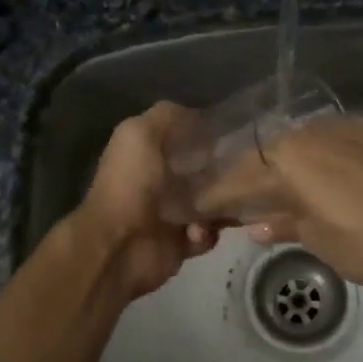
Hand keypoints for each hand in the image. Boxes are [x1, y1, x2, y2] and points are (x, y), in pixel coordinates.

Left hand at [73, 103, 221, 300]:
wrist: (120, 245)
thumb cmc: (130, 184)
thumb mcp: (141, 132)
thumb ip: (167, 116)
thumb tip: (199, 116)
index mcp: (146, 154)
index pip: (184, 138)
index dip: (206, 135)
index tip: (232, 134)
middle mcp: (158, 182)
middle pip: (202, 171)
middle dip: (222, 170)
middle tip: (242, 171)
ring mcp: (170, 214)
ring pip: (211, 203)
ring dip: (221, 204)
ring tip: (225, 204)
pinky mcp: (180, 244)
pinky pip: (208, 234)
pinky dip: (208, 233)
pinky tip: (198, 231)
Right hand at [195, 118, 362, 289]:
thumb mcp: (320, 242)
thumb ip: (285, 225)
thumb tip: (259, 225)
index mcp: (288, 160)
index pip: (239, 178)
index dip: (218, 195)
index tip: (201, 207)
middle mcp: (311, 133)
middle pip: (269, 154)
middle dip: (253, 176)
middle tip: (244, 198)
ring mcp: (347, 127)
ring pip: (304, 142)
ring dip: (290, 164)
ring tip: (286, 186)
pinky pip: (337, 140)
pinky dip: (325, 158)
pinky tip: (331, 175)